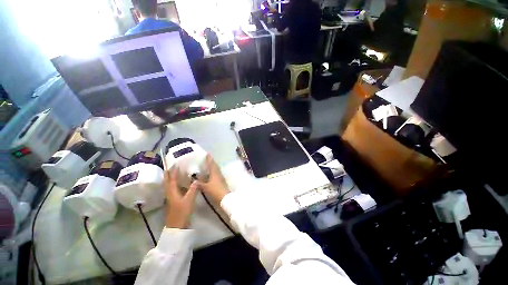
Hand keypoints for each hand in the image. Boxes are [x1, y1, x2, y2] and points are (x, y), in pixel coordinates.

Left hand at [165, 168, 198, 228]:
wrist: (177, 227)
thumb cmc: (182, 212)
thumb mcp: (189, 200)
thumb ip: (193, 189)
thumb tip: (196, 179)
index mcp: (172, 192)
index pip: (171, 179)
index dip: (172, 172)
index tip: (174, 164)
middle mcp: (170, 193)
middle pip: (168, 182)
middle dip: (168, 174)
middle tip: (170, 167)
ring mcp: (171, 198)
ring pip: (169, 186)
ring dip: (170, 179)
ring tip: (173, 173)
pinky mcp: (174, 201)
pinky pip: (173, 189)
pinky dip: (175, 184)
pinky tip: (179, 184)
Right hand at [197, 155, 229, 203]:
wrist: (225, 198)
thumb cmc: (215, 191)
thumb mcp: (205, 187)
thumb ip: (199, 183)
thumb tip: (194, 180)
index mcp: (215, 173)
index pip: (212, 164)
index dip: (209, 159)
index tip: (207, 154)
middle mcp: (218, 174)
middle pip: (215, 166)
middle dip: (211, 162)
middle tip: (207, 159)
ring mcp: (221, 178)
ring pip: (216, 170)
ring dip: (213, 167)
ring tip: (208, 166)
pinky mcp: (221, 182)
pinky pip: (217, 174)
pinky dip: (213, 173)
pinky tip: (210, 175)